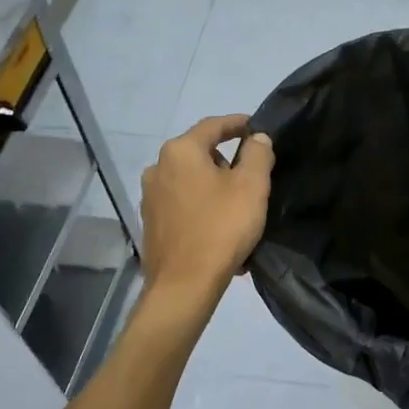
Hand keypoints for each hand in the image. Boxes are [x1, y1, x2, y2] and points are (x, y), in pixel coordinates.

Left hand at [139, 115, 273, 300]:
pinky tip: (220, 229)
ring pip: (191, 182)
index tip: (256, 127)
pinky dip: (202, 209)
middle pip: (199, 154)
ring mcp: (150, 198)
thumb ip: (258, 154)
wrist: (184, 285)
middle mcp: (158, 168)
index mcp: (180, 152)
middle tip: (252, 176)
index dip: (237, 123)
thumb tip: (257, 138)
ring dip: (214, 188)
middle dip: (226, 161)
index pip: (212, 126)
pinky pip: (184, 206)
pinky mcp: (151, 224)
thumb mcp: (251, 186)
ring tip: (238, 208)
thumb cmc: (221, 227)